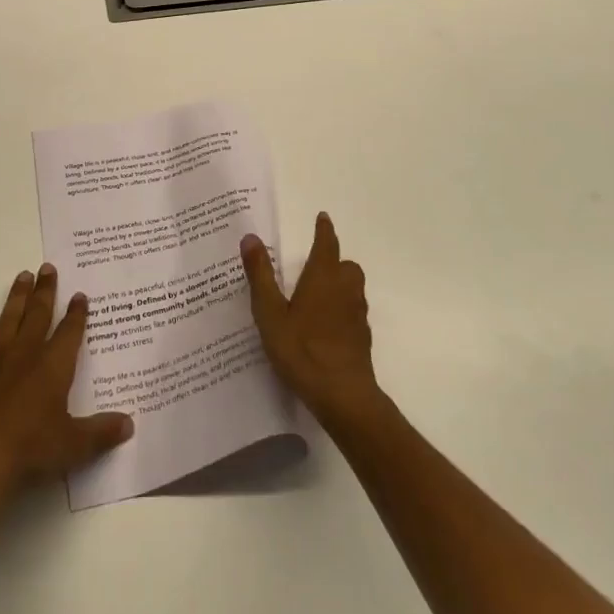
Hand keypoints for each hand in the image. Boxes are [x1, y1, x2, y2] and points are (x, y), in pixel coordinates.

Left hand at [0, 264, 134, 496]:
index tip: (79, 294)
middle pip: (39, 314)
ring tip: (22, 276)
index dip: (76, 313)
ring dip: (16, 297)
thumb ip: (101, 432)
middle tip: (47, 267)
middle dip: (46, 290)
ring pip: (9, 319)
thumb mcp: (74, 445)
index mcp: (54, 366)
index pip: (69, 332)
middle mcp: (27, 353)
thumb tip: (130, 424)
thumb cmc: (31, 448)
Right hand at [241, 213, 381, 429]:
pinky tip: (325, 328)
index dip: (324, 230)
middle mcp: (345, 290)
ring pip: (353, 289)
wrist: (343, 396)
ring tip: (318, 295)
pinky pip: (353, 313)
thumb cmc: (302, 349)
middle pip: (346, 266)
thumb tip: (250, 237)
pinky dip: (342, 311)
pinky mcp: (362, 339)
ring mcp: (357, 316)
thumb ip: (260, 275)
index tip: (323, 217)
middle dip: (334, 261)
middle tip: (316, 265)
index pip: (326, 244)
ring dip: (340, 285)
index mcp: (323, 277)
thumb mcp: (270, 312)